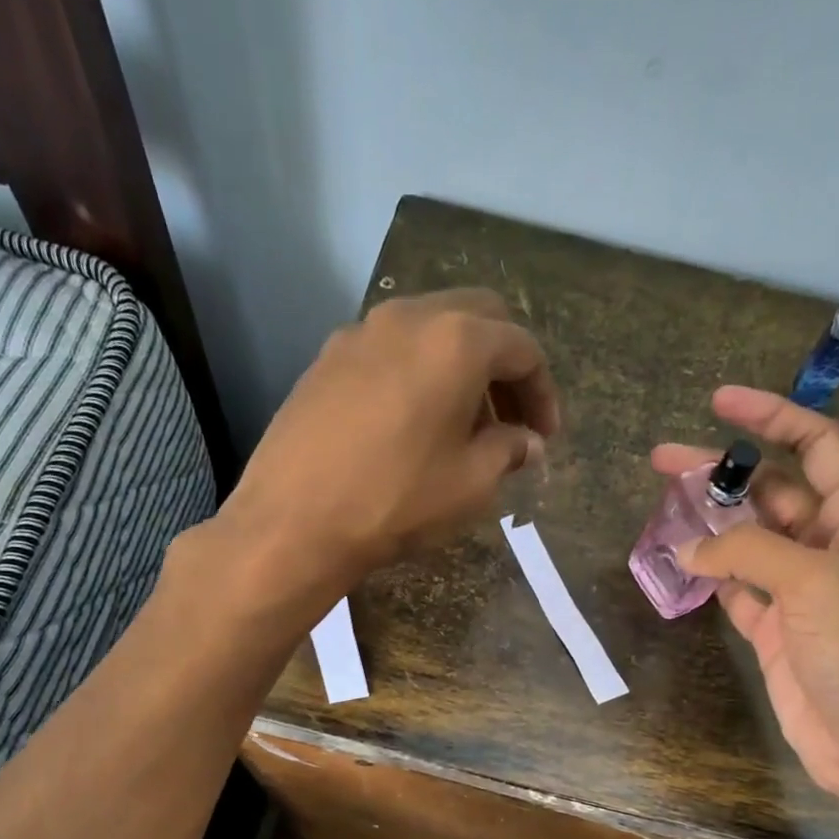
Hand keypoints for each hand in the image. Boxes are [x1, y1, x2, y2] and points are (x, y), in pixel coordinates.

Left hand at [220, 289, 559, 588]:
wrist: (295, 521)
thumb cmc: (397, 501)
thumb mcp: (470, 484)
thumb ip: (508, 451)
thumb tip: (527, 442)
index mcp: (456, 340)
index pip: (522, 348)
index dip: (542, 392)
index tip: (544, 437)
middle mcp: (408, 317)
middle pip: (477, 320)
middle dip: (503, 367)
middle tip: (509, 420)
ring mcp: (360, 333)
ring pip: (429, 331)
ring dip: (458, 369)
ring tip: (462, 427)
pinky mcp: (326, 360)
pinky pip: (388, 352)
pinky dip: (416, 375)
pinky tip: (411, 425)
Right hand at [658, 387, 838, 838]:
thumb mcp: (816, 584)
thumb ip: (749, 554)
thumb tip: (689, 548)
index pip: (817, 446)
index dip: (773, 417)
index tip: (719, 402)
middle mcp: (828, 548)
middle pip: (770, 492)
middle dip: (722, 472)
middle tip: (661, 462)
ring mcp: (799, 593)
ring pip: (746, 542)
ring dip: (708, 525)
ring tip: (661, 512)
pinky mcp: (774, 632)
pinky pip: (735, 590)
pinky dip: (708, 578)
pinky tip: (677, 568)